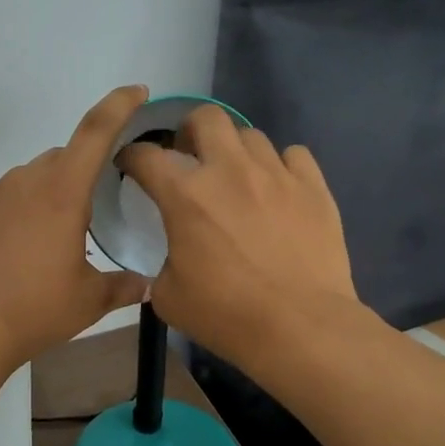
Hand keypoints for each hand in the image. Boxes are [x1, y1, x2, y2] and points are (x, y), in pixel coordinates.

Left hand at [0, 86, 152, 368]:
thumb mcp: (88, 301)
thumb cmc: (34, 310)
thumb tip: (147, 285)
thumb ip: (122, 286)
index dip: (119, 105)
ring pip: (31, 179)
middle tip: (93, 213)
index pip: (95, 131)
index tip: (137, 91)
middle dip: (83, 173)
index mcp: (62, 192)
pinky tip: (18, 250)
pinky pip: (3, 199)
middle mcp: (25, 181)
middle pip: (63, 158)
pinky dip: (19, 212)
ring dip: (49, 195)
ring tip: (53, 240)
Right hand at [116, 105, 357, 362]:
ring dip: (235, 150)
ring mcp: (276, 174)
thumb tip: (174, 257)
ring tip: (237, 176)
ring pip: (251, 134)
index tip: (131, 166)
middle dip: (190, 130)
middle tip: (189, 156)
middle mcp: (230, 170)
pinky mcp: (314, 187)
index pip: (146, 155)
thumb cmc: (226, 315)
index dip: (131, 157)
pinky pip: (294, 156)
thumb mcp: (169, 297)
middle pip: (206, 118)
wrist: (300, 327)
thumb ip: (163, 264)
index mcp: (186, 195)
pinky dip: (281, 166)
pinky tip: (278, 189)